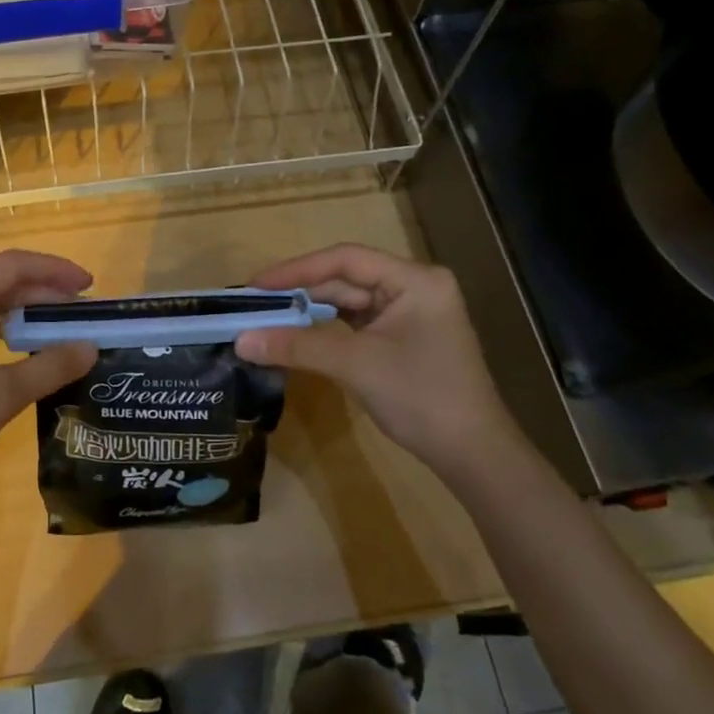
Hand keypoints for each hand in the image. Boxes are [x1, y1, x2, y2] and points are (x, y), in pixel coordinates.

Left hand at [0, 250, 97, 501]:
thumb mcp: (3, 395)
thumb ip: (51, 366)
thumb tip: (90, 348)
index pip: (13, 265)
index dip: (55, 269)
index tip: (89, 285)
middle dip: (42, 291)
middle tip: (80, 312)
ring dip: (21, 310)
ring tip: (55, 328)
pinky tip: (16, 347)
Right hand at [234, 245, 517, 471]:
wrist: (472, 453)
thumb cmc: (421, 397)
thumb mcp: (355, 365)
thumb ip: (297, 347)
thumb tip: (240, 340)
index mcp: (414, 279)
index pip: (345, 259)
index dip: (296, 270)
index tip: (255, 286)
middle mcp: (413, 287)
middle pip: (346, 280)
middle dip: (299, 293)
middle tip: (252, 305)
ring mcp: (409, 314)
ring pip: (348, 304)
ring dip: (309, 313)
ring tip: (265, 319)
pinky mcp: (401, 339)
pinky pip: (355, 325)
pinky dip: (325, 331)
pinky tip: (295, 336)